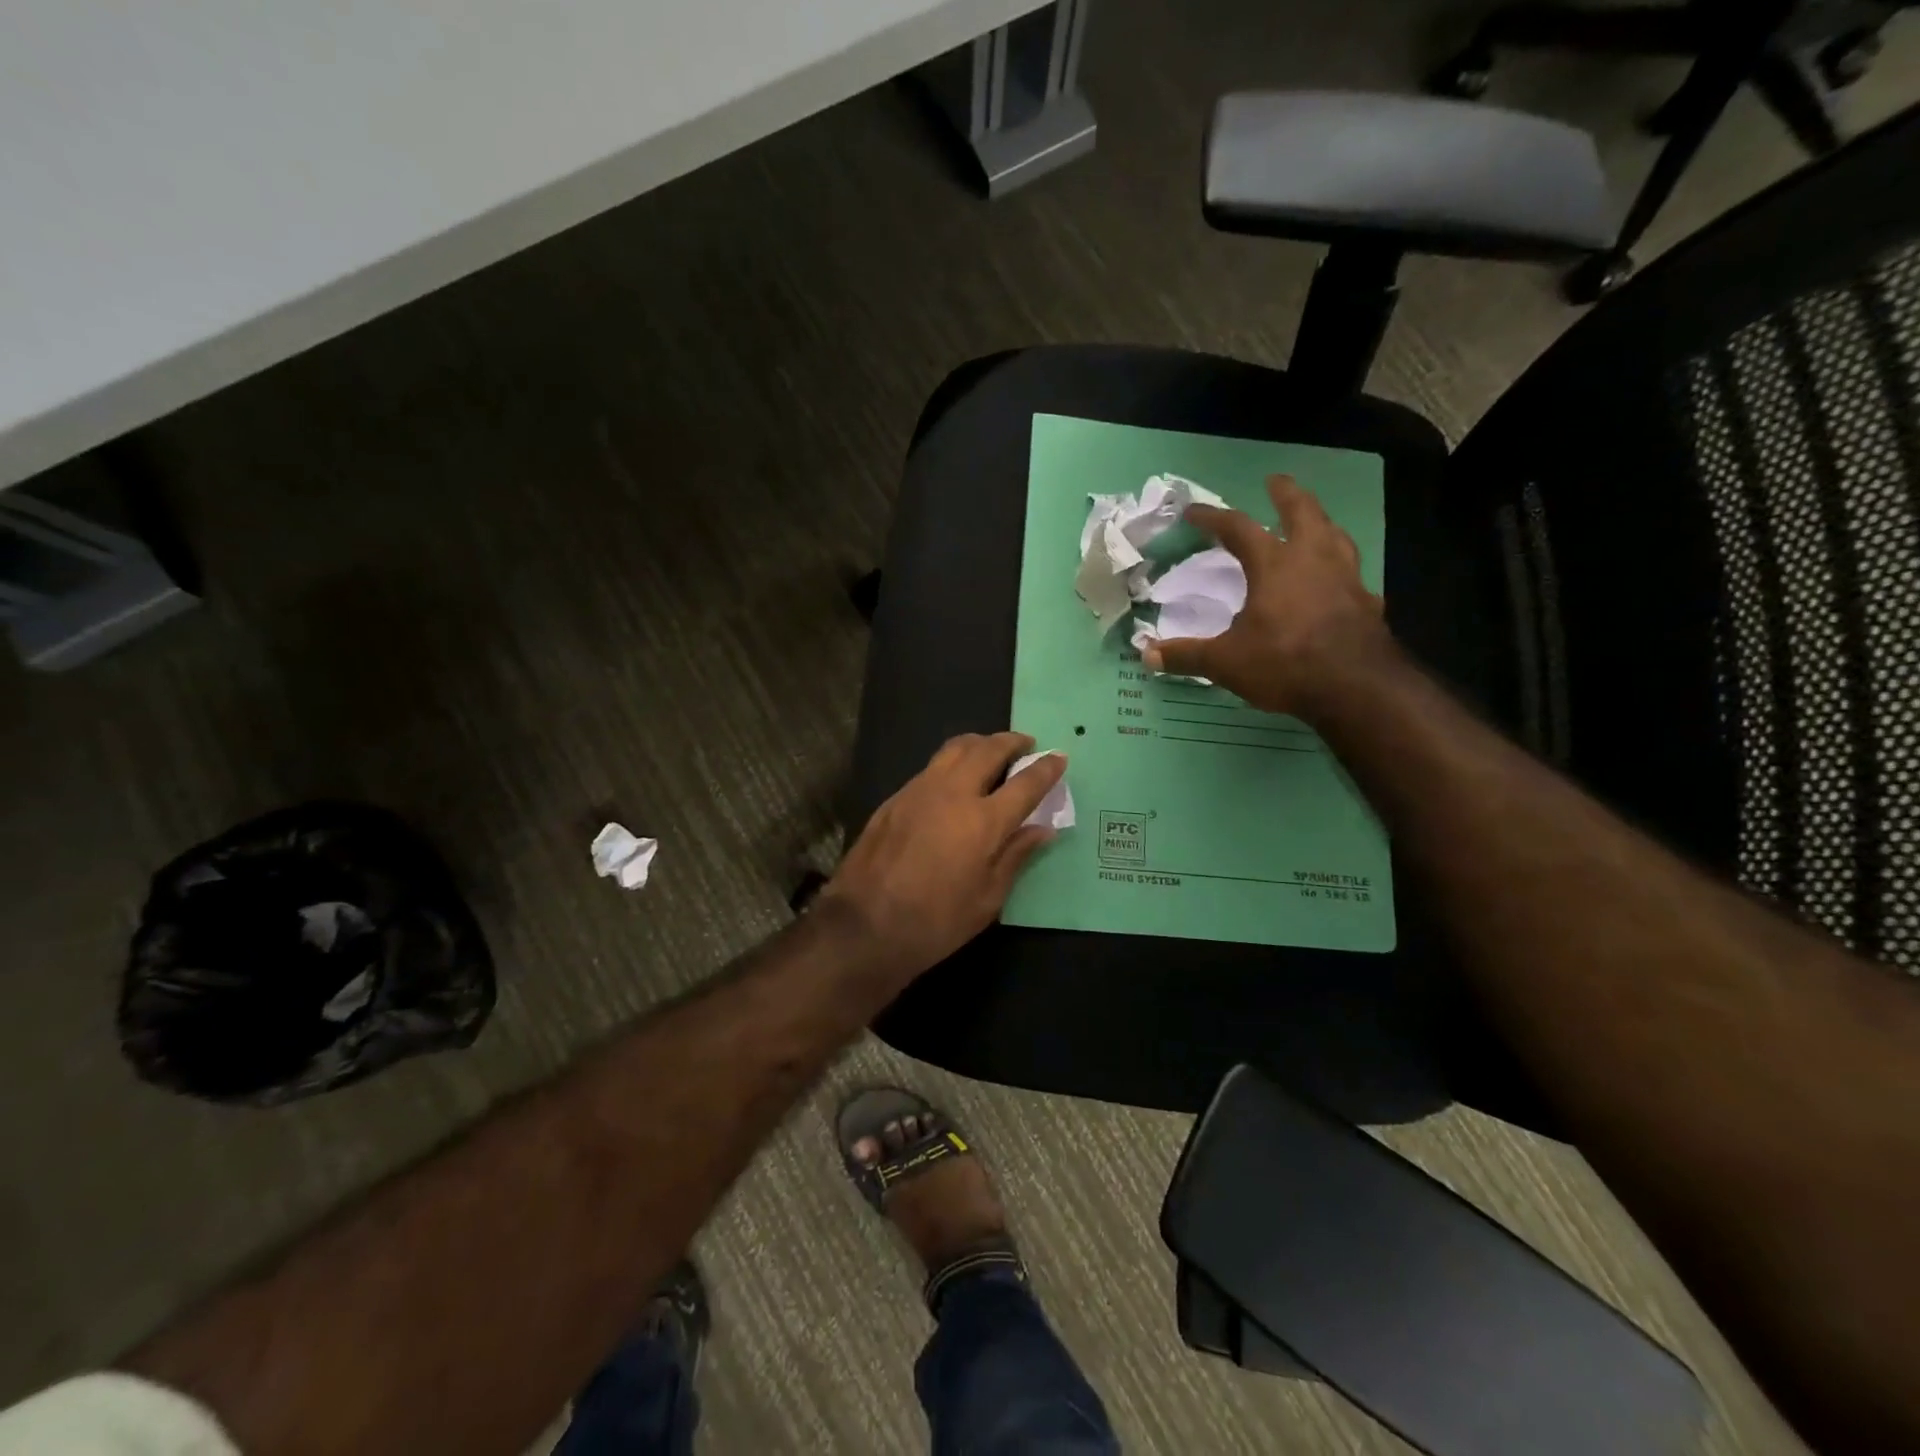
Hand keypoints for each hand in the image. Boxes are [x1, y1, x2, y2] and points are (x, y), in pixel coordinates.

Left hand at [820, 733, 1064, 981]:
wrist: (864, 926)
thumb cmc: (935, 922)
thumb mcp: (987, 900)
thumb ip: (1015, 856)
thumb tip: (1042, 829)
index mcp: (984, 821)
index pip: (1025, 783)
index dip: (1046, 768)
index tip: (1059, 757)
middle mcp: (953, 793)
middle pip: (988, 750)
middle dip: (1011, 742)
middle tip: (1025, 744)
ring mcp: (919, 790)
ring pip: (955, 749)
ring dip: (980, 743)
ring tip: (991, 751)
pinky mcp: (895, 798)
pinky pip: (931, 767)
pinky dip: (952, 762)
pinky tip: (954, 779)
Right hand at [1142, 474, 1392, 717]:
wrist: (1357, 687)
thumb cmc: (1285, 663)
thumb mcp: (1226, 662)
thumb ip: (1187, 656)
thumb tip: (1147, 655)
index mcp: (1275, 565)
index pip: (1239, 528)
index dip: (1213, 517)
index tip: (1193, 511)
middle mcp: (1314, 560)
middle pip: (1303, 512)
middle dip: (1286, 494)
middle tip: (1276, 481)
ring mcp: (1346, 579)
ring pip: (1336, 536)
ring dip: (1321, 523)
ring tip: (1313, 522)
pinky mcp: (1368, 604)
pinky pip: (1352, 575)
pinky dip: (1340, 570)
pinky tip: (1337, 583)